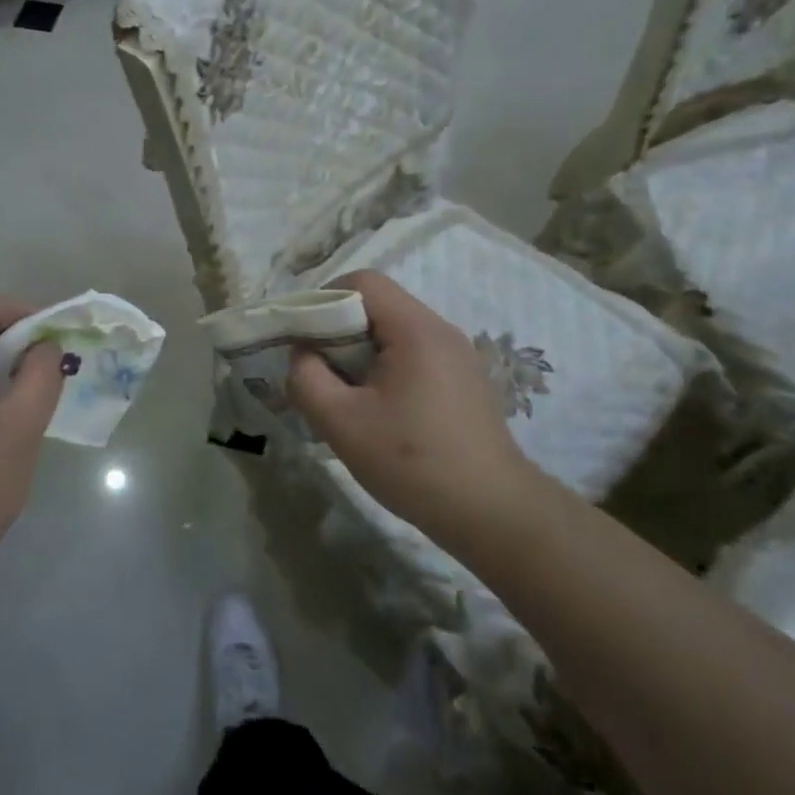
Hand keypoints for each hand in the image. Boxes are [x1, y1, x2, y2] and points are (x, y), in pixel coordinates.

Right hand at [287, 271, 540, 536]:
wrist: (492, 513)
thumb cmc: (412, 461)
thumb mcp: (341, 423)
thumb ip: (306, 379)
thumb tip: (302, 355)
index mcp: (416, 329)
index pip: (363, 281)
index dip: (323, 299)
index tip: (302, 339)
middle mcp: (441, 331)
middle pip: (378, 306)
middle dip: (338, 332)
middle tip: (316, 372)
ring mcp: (458, 356)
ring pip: (394, 333)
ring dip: (360, 354)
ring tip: (343, 396)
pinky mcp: (464, 382)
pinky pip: (413, 357)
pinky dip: (384, 370)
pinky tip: (378, 412)